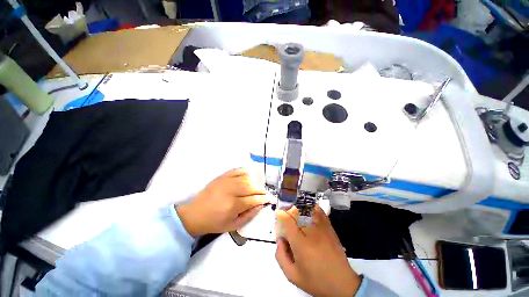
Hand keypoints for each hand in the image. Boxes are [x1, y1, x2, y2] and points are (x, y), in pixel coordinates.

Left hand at [176, 168, 268, 236]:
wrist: (195, 214)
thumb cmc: (214, 223)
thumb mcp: (233, 226)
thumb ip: (249, 216)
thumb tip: (260, 206)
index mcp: (233, 205)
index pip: (253, 199)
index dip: (263, 198)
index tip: (270, 198)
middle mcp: (231, 191)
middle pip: (251, 187)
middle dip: (261, 190)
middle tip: (265, 192)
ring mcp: (226, 182)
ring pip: (245, 179)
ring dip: (255, 182)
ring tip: (258, 186)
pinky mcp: (221, 177)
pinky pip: (236, 171)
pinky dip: (244, 171)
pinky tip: (250, 173)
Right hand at [275, 206, 361, 296]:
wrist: (342, 283)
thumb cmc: (315, 280)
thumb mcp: (292, 275)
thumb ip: (280, 256)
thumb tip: (280, 239)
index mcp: (300, 244)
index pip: (287, 221)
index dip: (281, 215)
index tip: (278, 214)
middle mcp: (311, 232)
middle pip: (296, 213)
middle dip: (288, 211)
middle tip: (286, 217)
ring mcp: (322, 228)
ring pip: (307, 210)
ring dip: (299, 208)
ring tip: (295, 212)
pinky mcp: (329, 228)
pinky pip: (319, 211)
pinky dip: (312, 208)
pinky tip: (308, 210)